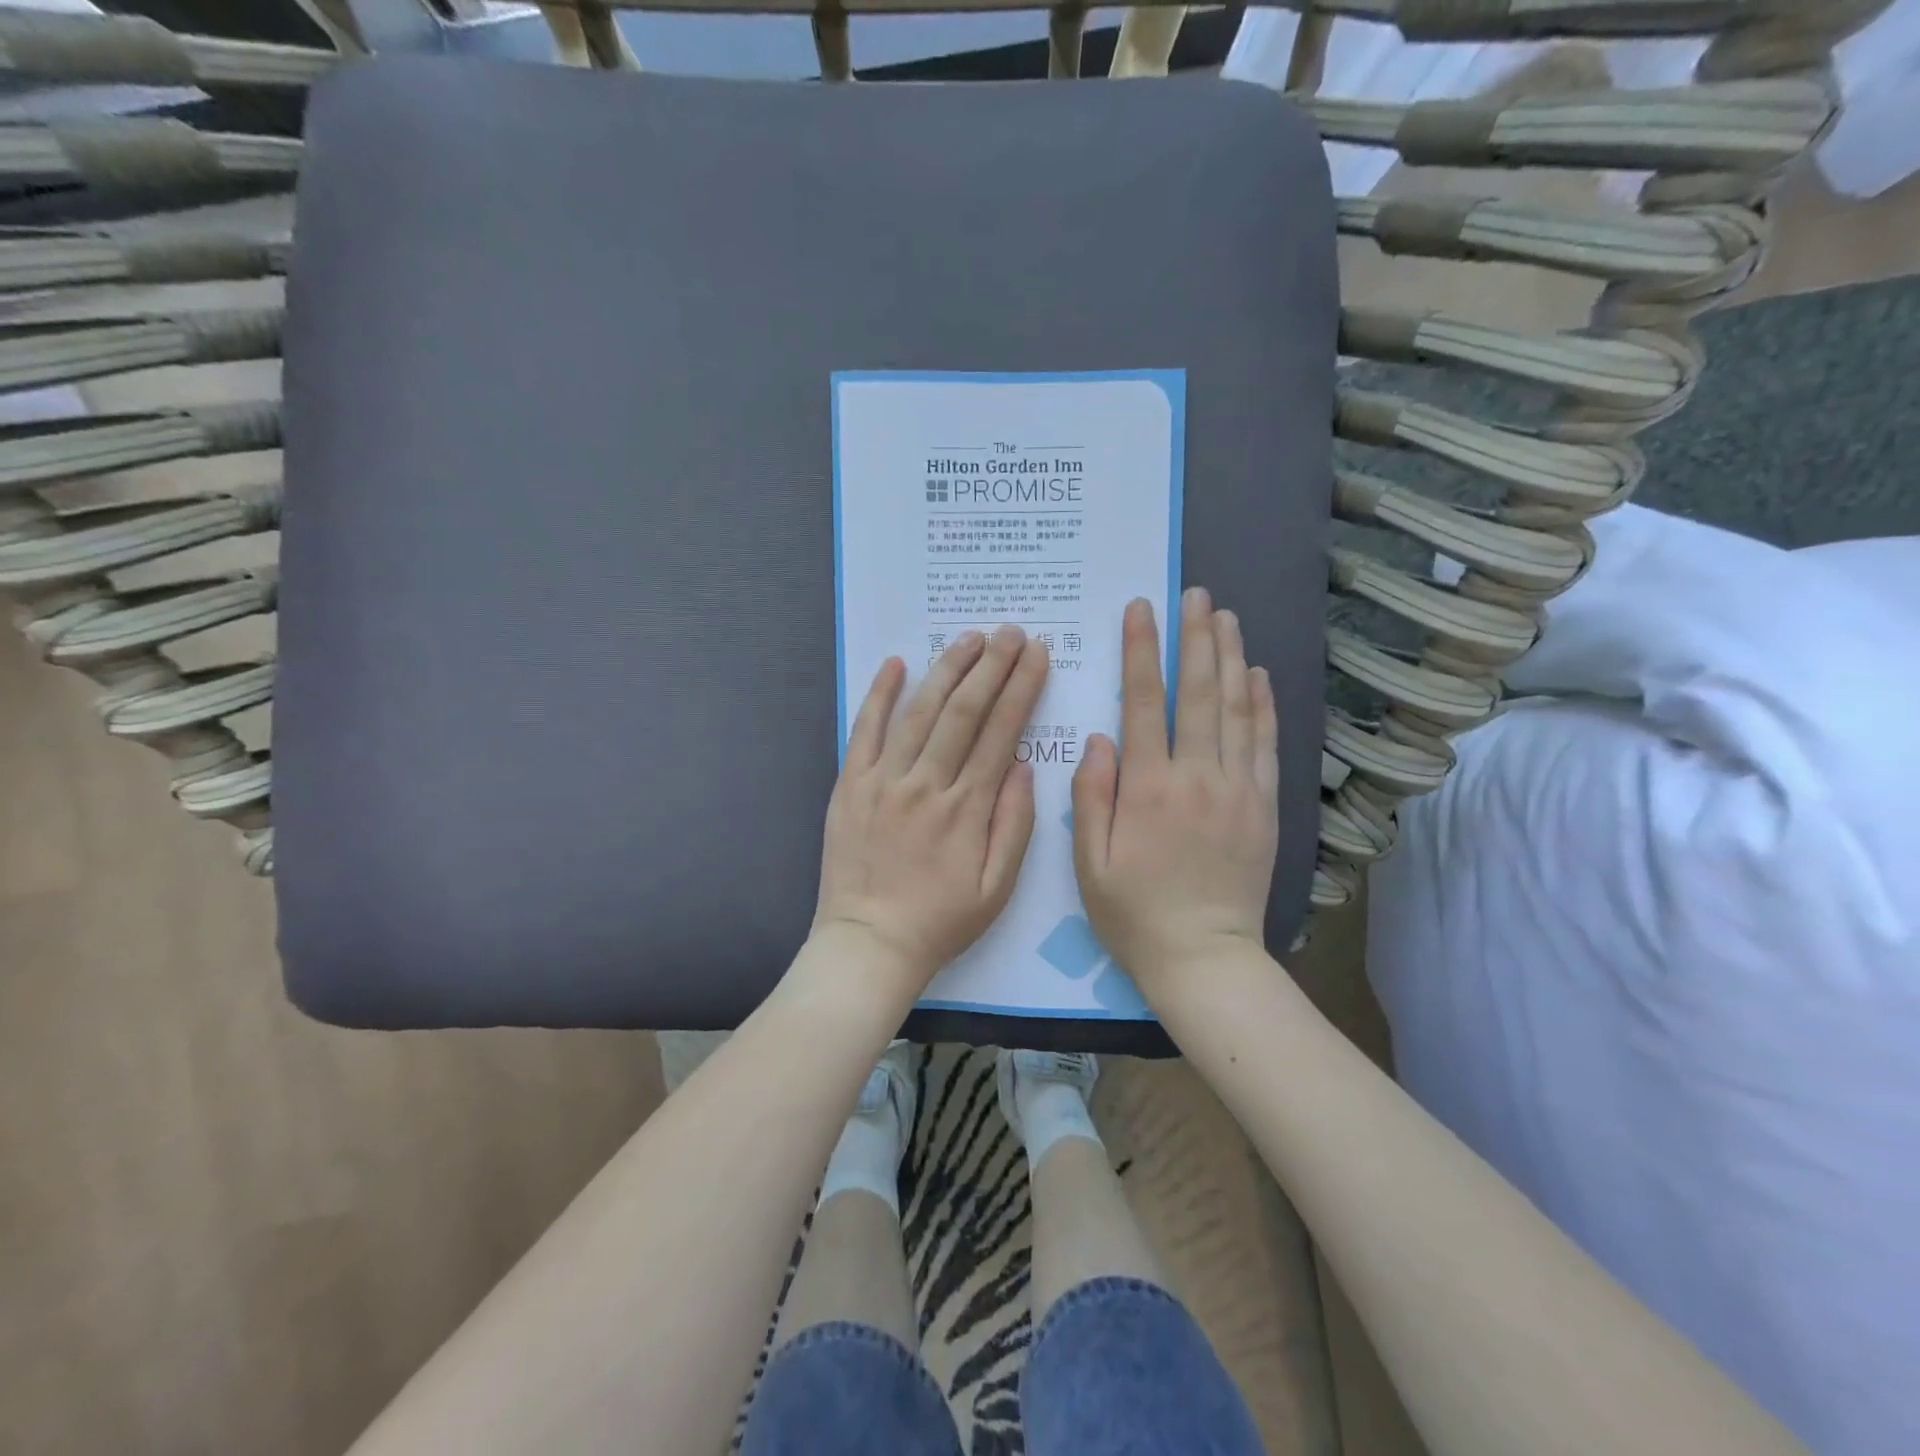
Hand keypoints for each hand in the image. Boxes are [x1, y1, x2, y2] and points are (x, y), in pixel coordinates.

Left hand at [813, 626, 1048, 999]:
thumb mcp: (997, 888)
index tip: (1037, 655)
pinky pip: (864, 730)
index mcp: (966, 808)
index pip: (1001, 732)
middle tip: (1011, 632)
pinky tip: (896, 663)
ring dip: (946, 669)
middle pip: (963, 711)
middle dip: (991, 666)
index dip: (1021, 688)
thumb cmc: (940, 921)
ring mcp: (883, 781)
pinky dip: (879, 695)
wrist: (868, 944)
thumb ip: (1015, 824)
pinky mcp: (849, 785)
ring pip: (919, 712)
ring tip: (970, 638)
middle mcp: (926, 784)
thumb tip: (1024, 764)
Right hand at [1071, 588, 1279, 1000]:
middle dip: (1194, 638)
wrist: (1205, 958)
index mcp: (1148, 789)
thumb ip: (1092, 797)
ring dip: (1230, 658)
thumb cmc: (1135, 913)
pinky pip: (1266, 744)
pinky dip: (1263, 704)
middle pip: (1198, 692)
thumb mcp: (1089, 864)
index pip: (1143, 703)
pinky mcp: (1264, 807)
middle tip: (1195, 595)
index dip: (1140, 651)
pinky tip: (1257, 674)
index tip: (1140, 609)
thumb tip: (1101, 739)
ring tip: (1225, 617)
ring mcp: (1237, 789)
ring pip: (1236, 709)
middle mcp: (1196, 777)